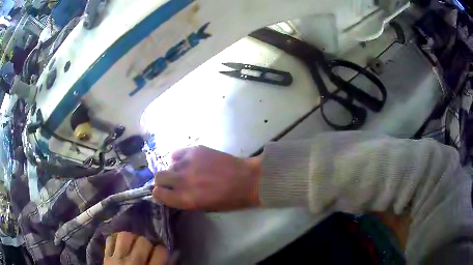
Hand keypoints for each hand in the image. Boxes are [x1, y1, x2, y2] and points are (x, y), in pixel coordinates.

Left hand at [103, 232, 169, 264]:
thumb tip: (175, 255)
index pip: (161, 251)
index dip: (162, 251)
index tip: (161, 254)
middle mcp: (134, 263)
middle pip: (143, 242)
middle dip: (147, 244)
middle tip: (146, 251)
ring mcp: (118, 259)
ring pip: (125, 236)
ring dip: (131, 239)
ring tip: (133, 245)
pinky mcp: (106, 257)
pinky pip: (110, 240)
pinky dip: (116, 240)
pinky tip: (120, 246)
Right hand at [153, 146, 262, 210]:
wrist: (247, 179)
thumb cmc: (230, 199)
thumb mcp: (205, 207)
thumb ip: (185, 200)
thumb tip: (173, 193)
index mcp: (186, 199)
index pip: (158, 194)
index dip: (160, 193)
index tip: (164, 192)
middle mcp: (183, 181)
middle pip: (159, 177)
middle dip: (163, 181)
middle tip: (173, 181)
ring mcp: (188, 163)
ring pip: (169, 164)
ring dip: (175, 170)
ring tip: (187, 171)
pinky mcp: (195, 150)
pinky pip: (178, 153)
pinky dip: (180, 158)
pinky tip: (189, 161)